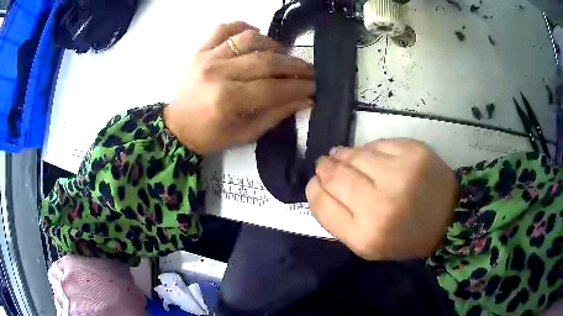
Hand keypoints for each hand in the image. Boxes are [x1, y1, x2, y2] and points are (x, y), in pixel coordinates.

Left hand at [164, 21, 314, 154]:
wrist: (178, 126)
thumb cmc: (211, 135)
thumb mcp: (245, 134)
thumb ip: (276, 114)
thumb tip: (305, 99)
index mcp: (227, 100)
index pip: (272, 88)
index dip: (298, 86)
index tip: (315, 87)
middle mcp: (217, 73)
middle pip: (265, 61)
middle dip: (294, 65)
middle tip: (309, 71)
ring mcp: (207, 57)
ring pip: (248, 39)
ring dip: (272, 44)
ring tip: (281, 56)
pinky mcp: (201, 50)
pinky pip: (224, 28)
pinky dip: (242, 27)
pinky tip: (254, 35)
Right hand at [306, 139, 457, 260]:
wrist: (447, 219)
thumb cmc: (404, 237)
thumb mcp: (366, 243)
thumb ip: (338, 219)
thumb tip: (319, 184)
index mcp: (365, 236)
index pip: (322, 204)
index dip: (314, 189)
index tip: (316, 182)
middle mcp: (381, 205)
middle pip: (335, 176)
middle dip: (325, 168)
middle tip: (325, 164)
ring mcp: (400, 174)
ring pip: (354, 155)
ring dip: (343, 155)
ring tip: (343, 156)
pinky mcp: (414, 152)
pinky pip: (377, 144)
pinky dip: (369, 150)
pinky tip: (370, 157)